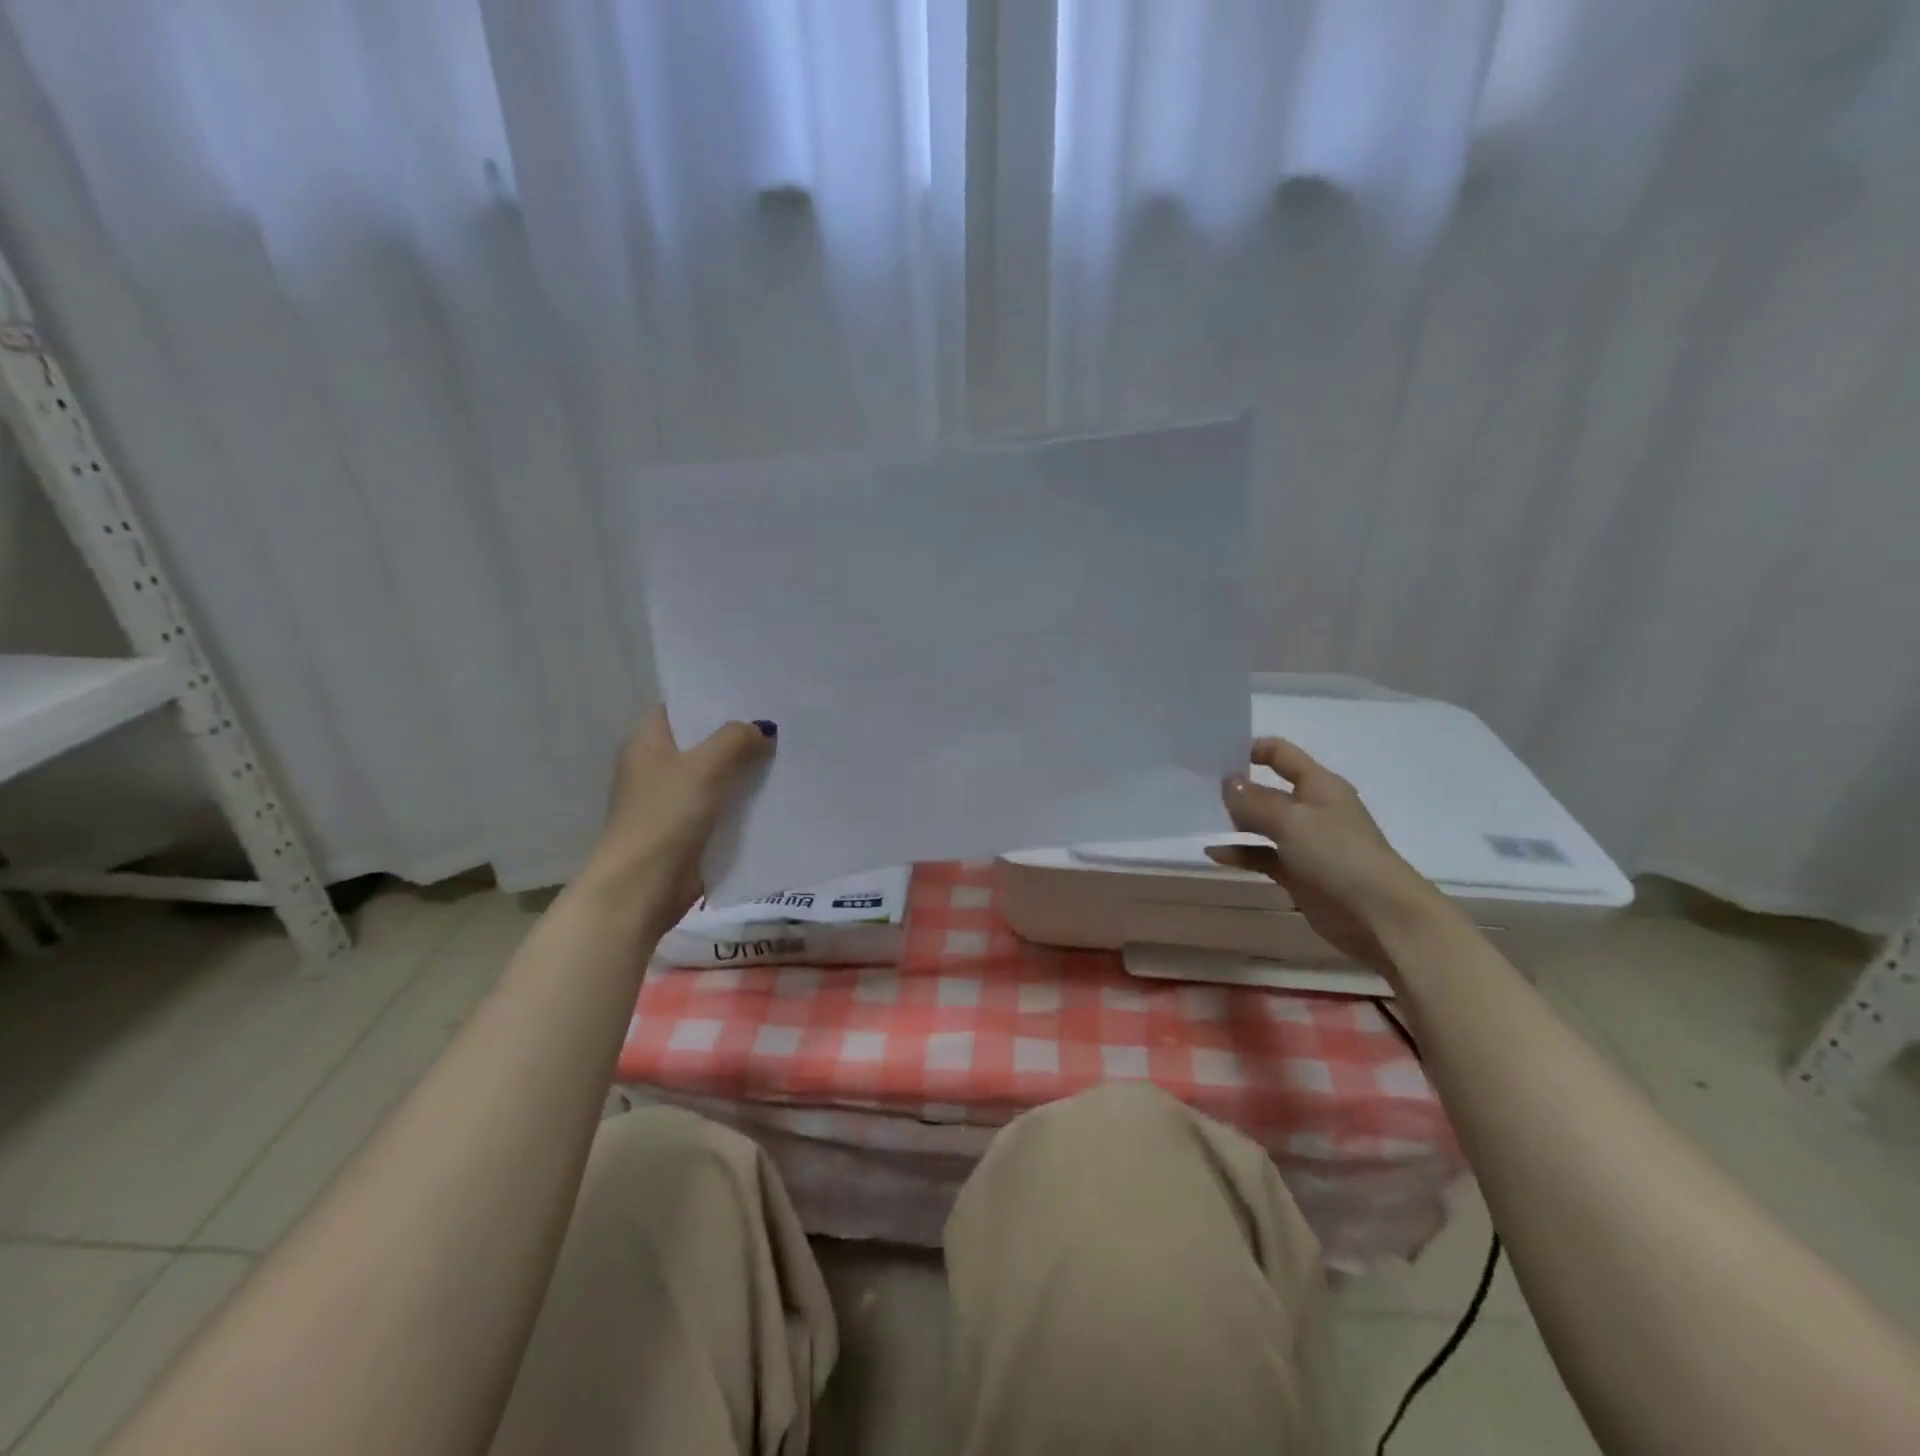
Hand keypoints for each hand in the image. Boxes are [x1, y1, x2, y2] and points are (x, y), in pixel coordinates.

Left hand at [578, 707, 773, 922]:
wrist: (644, 886)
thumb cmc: (666, 816)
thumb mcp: (704, 767)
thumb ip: (735, 740)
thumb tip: (763, 729)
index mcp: (647, 743)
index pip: (679, 707)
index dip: (710, 697)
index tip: (750, 691)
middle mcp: (656, 767)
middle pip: (701, 741)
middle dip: (737, 733)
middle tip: (780, 719)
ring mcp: (672, 800)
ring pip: (715, 774)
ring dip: (743, 768)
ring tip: (786, 750)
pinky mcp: (688, 829)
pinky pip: (722, 804)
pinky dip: (743, 799)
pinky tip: (775, 791)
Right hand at [1207, 737, 1449, 971]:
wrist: (1379, 916)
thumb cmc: (1338, 855)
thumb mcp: (1292, 820)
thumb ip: (1255, 801)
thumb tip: (1228, 782)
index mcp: (1319, 786)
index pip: (1282, 755)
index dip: (1252, 749)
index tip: (1216, 754)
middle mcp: (1312, 809)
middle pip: (1268, 790)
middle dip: (1237, 788)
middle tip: (1196, 788)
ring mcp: (1305, 843)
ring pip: (1263, 824)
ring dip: (1235, 822)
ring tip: (1200, 818)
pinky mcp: (1297, 873)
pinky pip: (1262, 856)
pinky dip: (1240, 853)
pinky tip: (1213, 853)